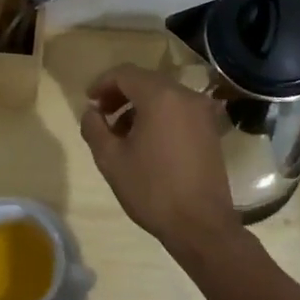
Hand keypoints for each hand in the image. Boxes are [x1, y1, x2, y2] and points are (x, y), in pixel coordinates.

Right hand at [78, 64, 239, 255]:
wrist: (201, 225)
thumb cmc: (152, 190)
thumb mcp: (111, 160)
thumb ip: (94, 128)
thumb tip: (91, 111)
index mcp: (160, 97)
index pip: (125, 74)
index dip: (102, 83)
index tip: (89, 101)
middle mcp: (185, 95)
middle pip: (145, 81)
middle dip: (120, 94)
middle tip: (102, 115)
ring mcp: (202, 112)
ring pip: (163, 95)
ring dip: (139, 106)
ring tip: (121, 133)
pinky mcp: (210, 129)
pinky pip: (178, 110)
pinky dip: (159, 115)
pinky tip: (146, 141)